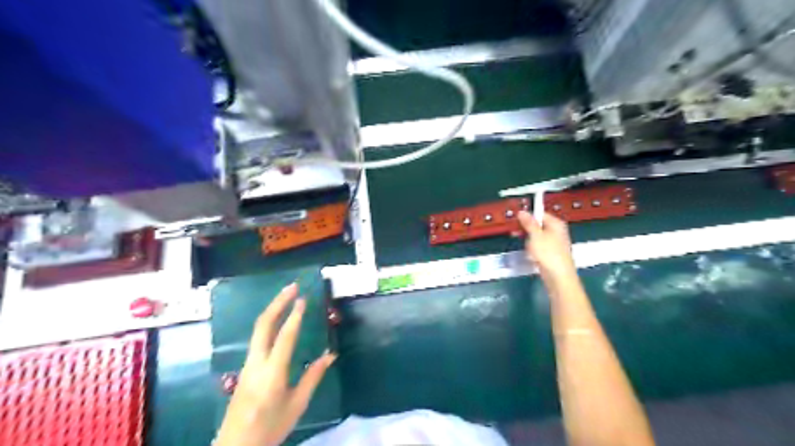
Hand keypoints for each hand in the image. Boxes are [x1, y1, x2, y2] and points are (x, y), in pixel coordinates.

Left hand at [214, 282, 333, 445]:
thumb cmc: (270, 428)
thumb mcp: (297, 405)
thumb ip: (313, 377)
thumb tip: (330, 354)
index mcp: (272, 373)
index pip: (285, 337)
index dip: (295, 316)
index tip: (303, 298)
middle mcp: (257, 363)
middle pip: (263, 325)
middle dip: (278, 302)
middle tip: (293, 287)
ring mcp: (248, 364)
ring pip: (258, 329)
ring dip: (273, 309)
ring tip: (288, 296)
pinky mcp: (246, 367)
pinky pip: (257, 337)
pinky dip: (269, 321)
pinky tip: (278, 319)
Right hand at [519, 211, 575, 280]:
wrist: (558, 277)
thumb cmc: (548, 253)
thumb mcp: (535, 235)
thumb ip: (528, 223)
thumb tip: (522, 211)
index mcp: (556, 224)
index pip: (540, 214)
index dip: (527, 216)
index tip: (516, 220)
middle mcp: (557, 231)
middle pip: (538, 225)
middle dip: (526, 229)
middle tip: (515, 233)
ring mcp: (554, 243)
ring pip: (537, 237)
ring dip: (528, 241)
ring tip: (524, 247)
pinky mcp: (551, 253)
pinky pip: (539, 246)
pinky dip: (533, 249)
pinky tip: (530, 255)